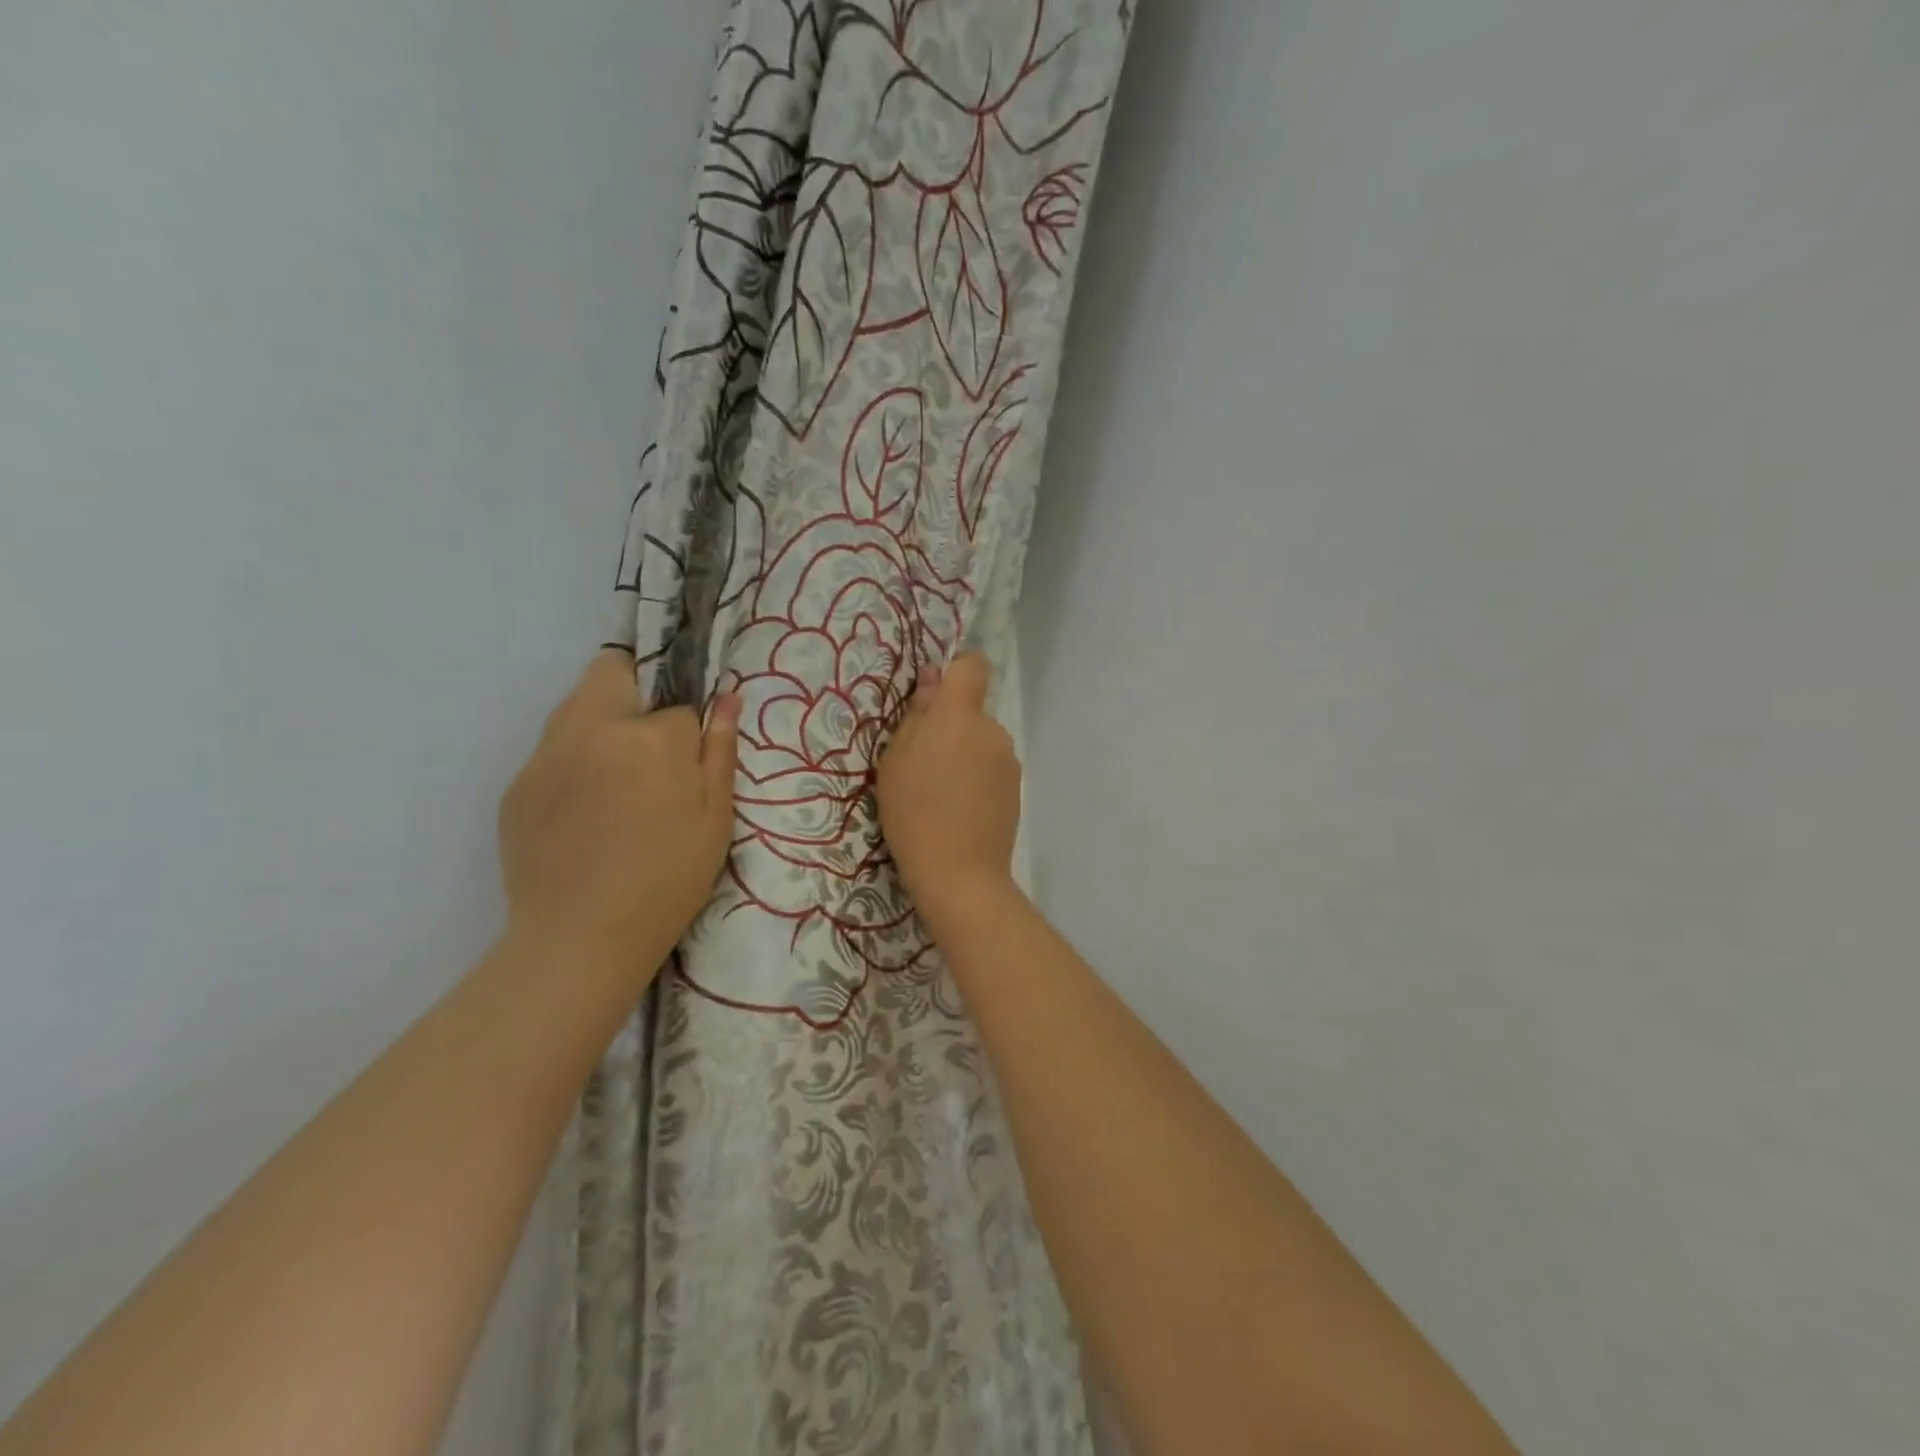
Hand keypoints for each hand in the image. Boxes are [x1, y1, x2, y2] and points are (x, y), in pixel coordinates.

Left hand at [498, 651, 739, 975]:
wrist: (580, 939)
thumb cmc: (667, 879)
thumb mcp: (715, 818)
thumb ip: (720, 751)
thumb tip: (728, 698)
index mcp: (649, 737)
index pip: (679, 707)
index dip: (690, 733)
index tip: (690, 766)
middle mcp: (591, 729)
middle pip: (611, 671)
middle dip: (635, 689)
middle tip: (649, 746)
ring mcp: (545, 755)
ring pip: (576, 708)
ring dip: (602, 724)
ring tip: (617, 784)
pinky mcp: (517, 785)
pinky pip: (553, 753)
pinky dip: (574, 765)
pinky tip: (584, 815)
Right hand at [876, 652, 1022, 929]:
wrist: (960, 874)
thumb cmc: (913, 813)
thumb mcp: (895, 761)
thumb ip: (917, 715)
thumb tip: (932, 680)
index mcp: (960, 716)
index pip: (972, 666)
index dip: (954, 672)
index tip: (932, 696)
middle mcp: (992, 730)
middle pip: (971, 711)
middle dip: (949, 727)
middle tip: (921, 765)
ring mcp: (1009, 760)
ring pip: (980, 742)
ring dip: (962, 754)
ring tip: (939, 794)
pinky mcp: (1016, 788)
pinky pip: (991, 767)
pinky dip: (976, 778)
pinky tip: (959, 809)